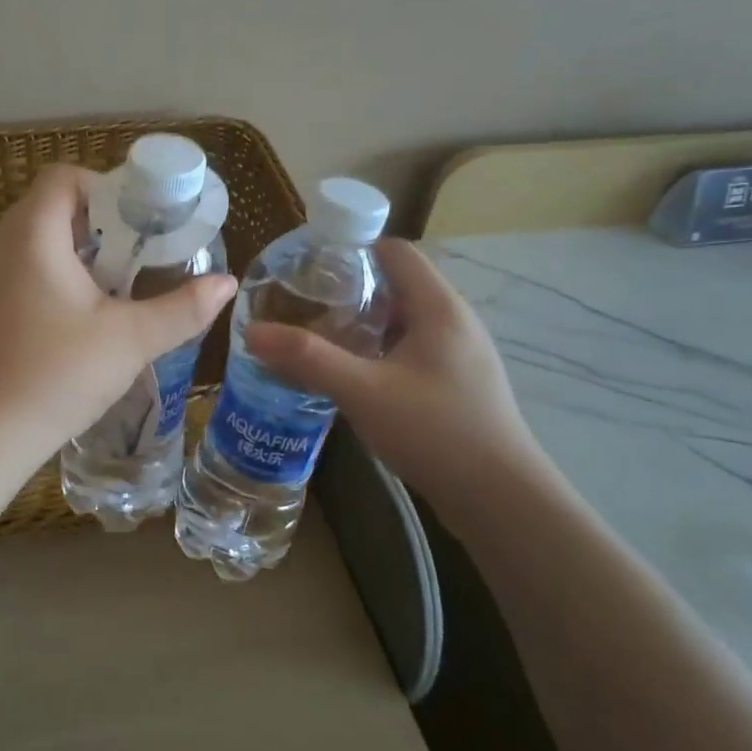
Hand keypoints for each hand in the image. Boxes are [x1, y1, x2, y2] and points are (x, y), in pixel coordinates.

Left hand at [0, 165, 236, 461]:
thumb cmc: (59, 375)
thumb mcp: (131, 340)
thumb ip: (182, 308)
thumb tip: (227, 284)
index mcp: (32, 237)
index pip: (62, 177)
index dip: (103, 186)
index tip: (136, 219)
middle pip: (47, 206)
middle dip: (95, 221)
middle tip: (134, 252)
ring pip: (30, 240)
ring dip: (71, 250)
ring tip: (110, 284)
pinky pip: (15, 269)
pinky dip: (47, 274)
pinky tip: (73, 317)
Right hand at [243, 239, 543, 506]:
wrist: (500, 500)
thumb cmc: (435, 431)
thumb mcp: (363, 391)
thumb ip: (307, 359)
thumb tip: (251, 332)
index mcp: (438, 307)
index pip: (394, 251)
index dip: (351, 250)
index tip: (308, 269)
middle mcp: (454, 321)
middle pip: (396, 285)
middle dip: (347, 291)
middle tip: (302, 307)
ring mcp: (459, 354)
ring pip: (402, 321)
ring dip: (361, 325)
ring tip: (318, 339)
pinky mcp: (457, 383)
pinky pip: (410, 349)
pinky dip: (378, 351)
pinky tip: (351, 376)